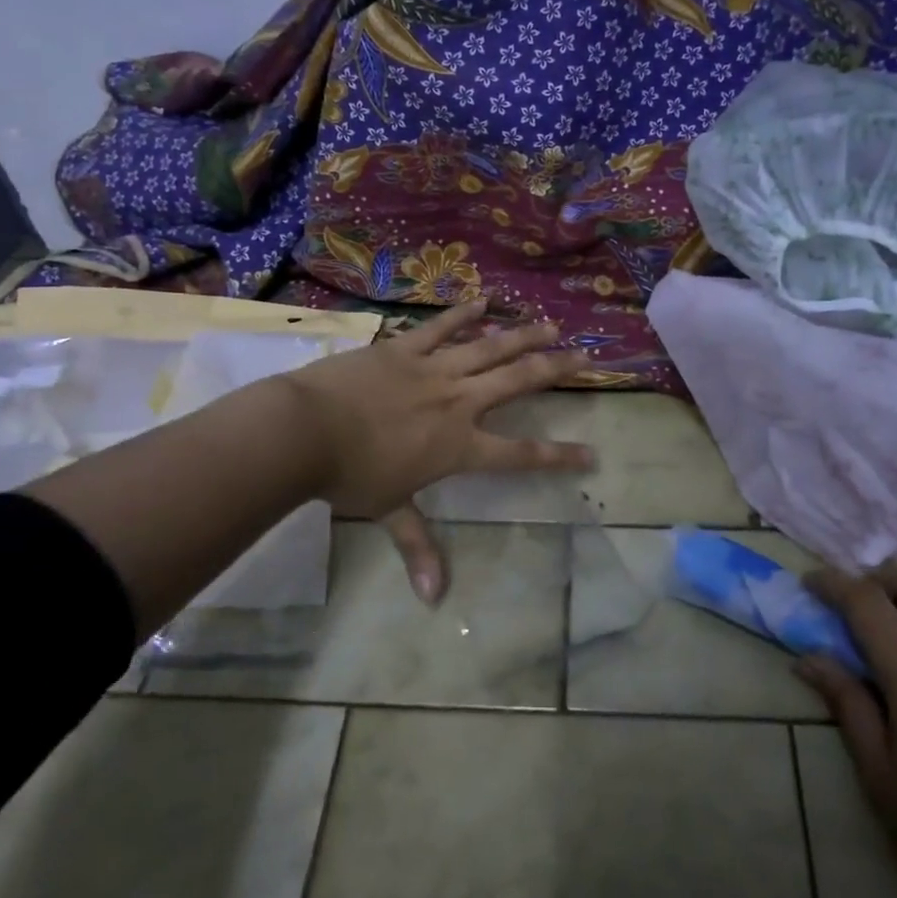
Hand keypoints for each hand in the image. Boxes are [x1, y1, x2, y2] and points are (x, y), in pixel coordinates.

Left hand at [281, 299, 593, 599]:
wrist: (306, 430)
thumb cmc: (350, 476)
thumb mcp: (389, 511)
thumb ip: (418, 546)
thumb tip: (434, 598)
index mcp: (458, 445)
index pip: (519, 455)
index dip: (558, 456)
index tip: (590, 453)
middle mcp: (457, 402)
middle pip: (517, 382)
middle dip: (555, 370)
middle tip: (585, 357)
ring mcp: (432, 369)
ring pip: (489, 347)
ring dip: (522, 335)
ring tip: (550, 325)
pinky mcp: (404, 348)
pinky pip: (440, 327)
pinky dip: (463, 314)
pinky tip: (483, 299)